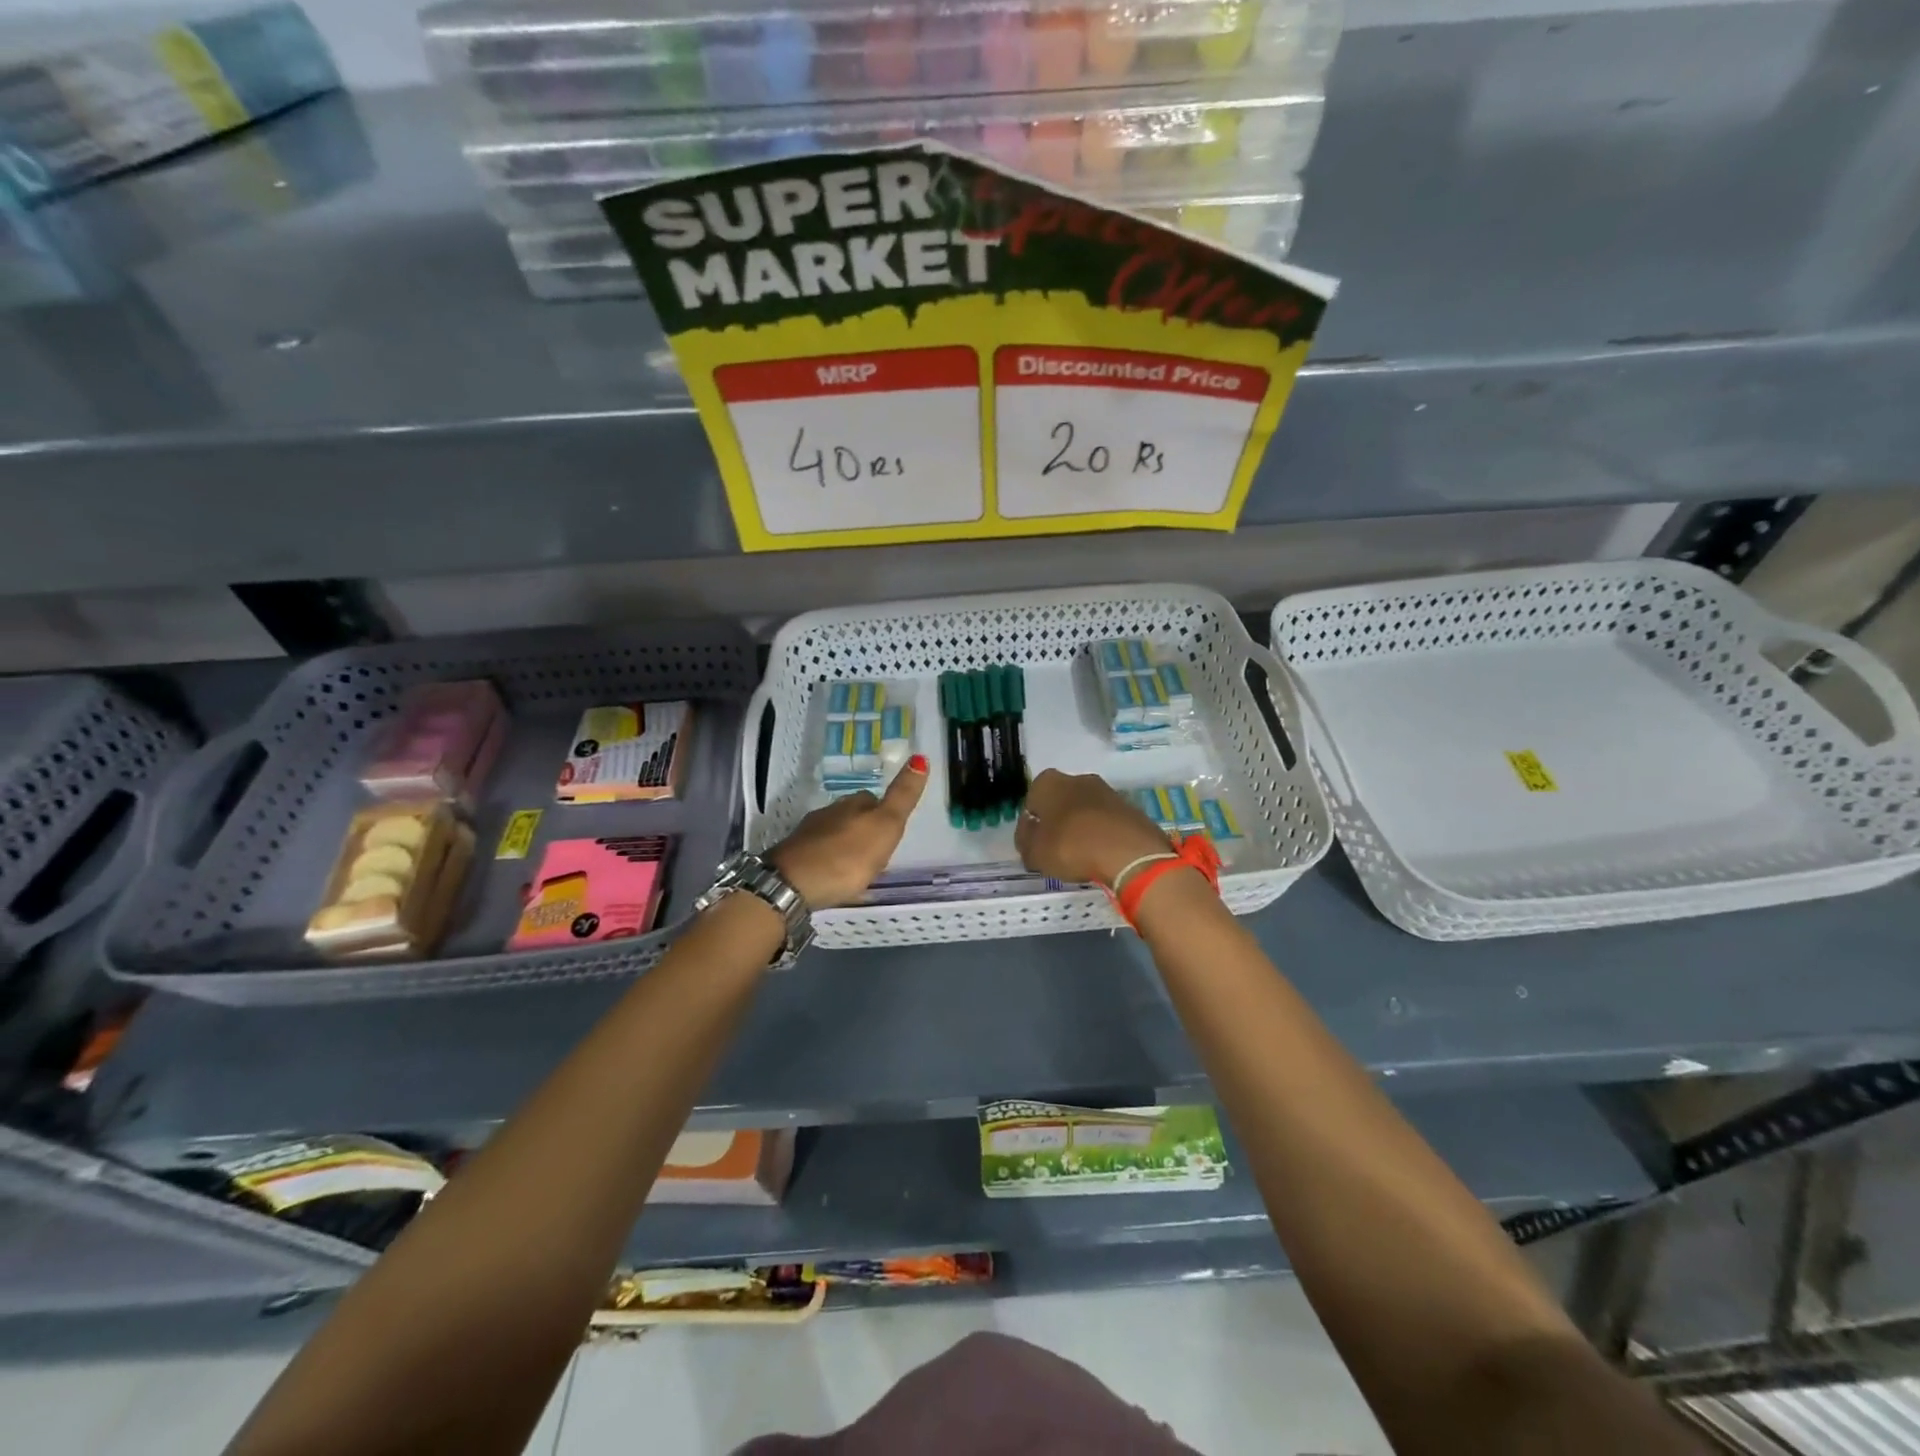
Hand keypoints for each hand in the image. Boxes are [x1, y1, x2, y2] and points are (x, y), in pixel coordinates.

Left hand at [769, 756, 928, 908]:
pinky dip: (831, 861)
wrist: (792, 884)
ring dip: (848, 846)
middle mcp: (830, 812)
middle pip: (854, 816)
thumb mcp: (885, 826)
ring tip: (858, 868)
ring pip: (836, 834)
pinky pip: (821, 853)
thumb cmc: (846, 856)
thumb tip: (920, 758)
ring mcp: (809, 834)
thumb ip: (902, 796)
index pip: (874, 799)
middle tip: (879, 853)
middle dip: (866, 830)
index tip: (892, 834)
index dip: (885, 814)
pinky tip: (835, 876)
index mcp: (854, 804)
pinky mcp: (795, 856)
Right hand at [1013, 769, 1174, 888]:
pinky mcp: (1130, 807)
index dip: (1031, 824)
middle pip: (1061, 801)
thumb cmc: (1071, 847)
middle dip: (1058, 821)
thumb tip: (1029, 836)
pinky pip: (1108, 821)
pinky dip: (1104, 834)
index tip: (1034, 844)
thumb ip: (1026, 842)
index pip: (1031, 801)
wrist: (1129, 852)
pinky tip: (1104, 855)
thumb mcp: (1035, 853)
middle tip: (1057, 849)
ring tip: (1082, 855)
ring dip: (1083, 827)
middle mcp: (1078, 778)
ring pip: (1086, 810)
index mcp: (1048, 782)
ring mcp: (1107, 791)